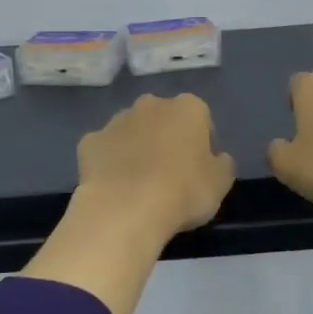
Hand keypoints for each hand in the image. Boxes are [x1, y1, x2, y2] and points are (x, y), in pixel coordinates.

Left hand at [76, 93, 235, 240]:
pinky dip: (109, 162)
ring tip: (139, 183)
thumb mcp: (221, 183)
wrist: (126, 209)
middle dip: (166, 138)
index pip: (201, 118)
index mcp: (188, 108)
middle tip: (170, 173)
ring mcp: (116, 121)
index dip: (202, 143)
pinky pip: (104, 150)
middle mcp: (151, 105)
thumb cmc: (183, 192)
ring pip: (131, 131)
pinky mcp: (89, 141)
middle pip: (163, 119)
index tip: (200, 168)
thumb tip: (217, 158)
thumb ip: (223, 164)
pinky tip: (114, 187)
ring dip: (136, 147)